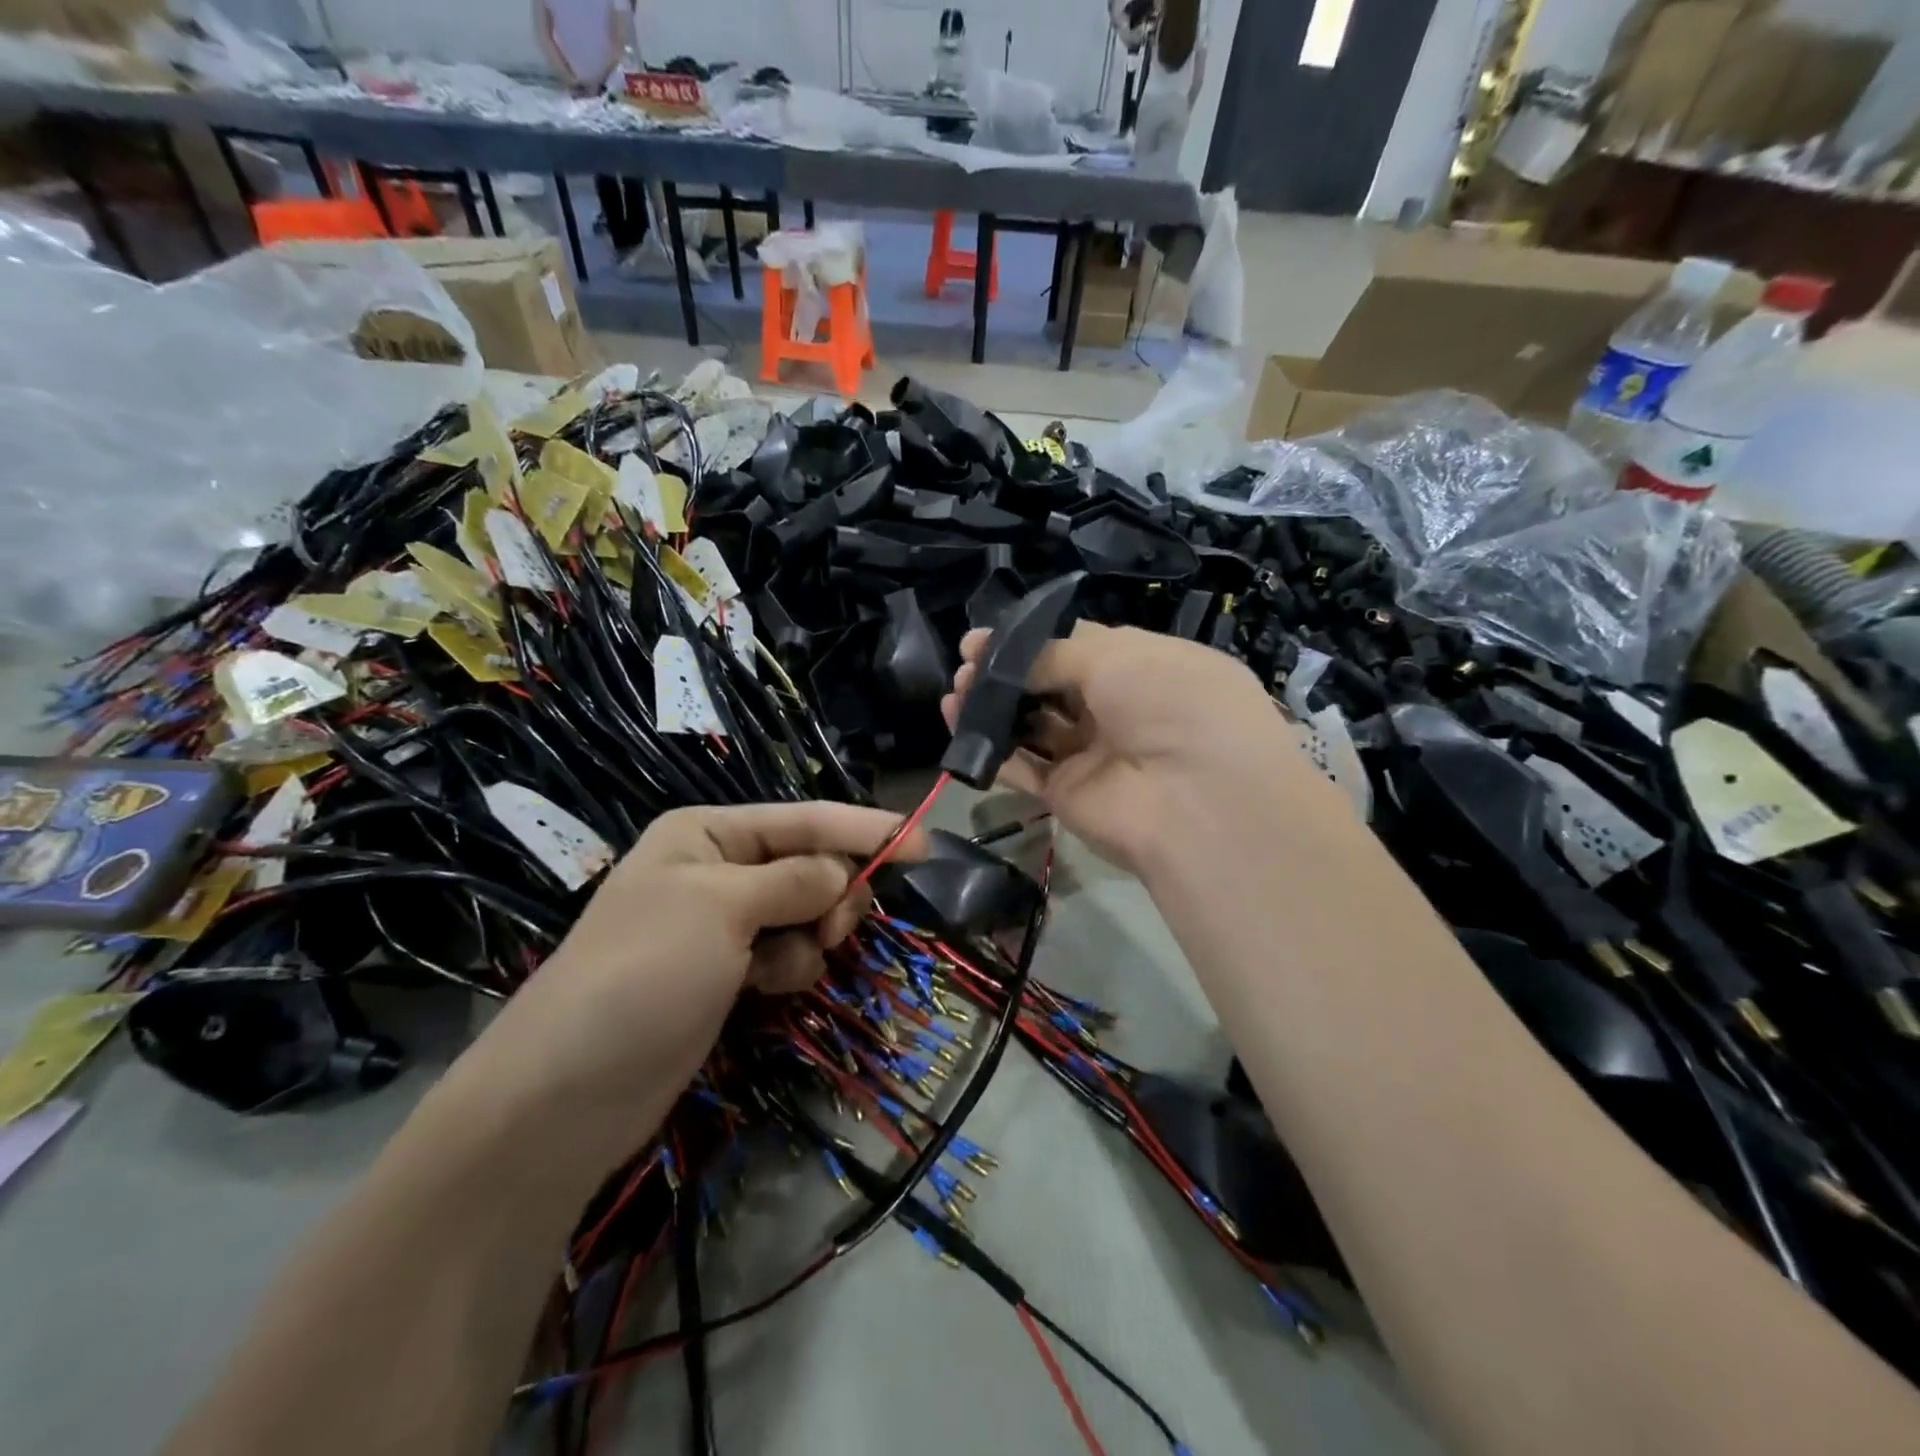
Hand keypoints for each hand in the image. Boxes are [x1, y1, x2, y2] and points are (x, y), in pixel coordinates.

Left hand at [436, 802, 924, 1159]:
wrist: (567, 1094)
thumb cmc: (644, 973)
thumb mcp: (722, 908)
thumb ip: (796, 880)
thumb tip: (845, 873)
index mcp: (707, 834)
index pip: (804, 819)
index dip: (864, 828)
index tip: (924, 843)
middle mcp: (717, 870)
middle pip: (810, 865)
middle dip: (832, 894)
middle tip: (835, 928)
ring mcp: (721, 926)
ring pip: (805, 913)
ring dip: (809, 936)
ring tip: (780, 969)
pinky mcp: (727, 974)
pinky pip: (786, 953)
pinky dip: (788, 968)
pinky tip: (764, 991)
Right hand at [942, 622, 1309, 876]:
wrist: (1194, 798)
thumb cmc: (1166, 703)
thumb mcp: (1115, 656)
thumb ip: (1053, 654)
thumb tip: (1005, 657)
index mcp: (1141, 667)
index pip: (1077, 646)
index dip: (1029, 640)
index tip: (983, 638)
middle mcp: (1117, 709)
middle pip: (1049, 685)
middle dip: (1004, 672)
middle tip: (964, 663)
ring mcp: (1091, 753)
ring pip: (1031, 724)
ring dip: (992, 706)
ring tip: (955, 692)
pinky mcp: (1066, 793)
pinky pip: (1022, 765)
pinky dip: (989, 746)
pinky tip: (958, 724)